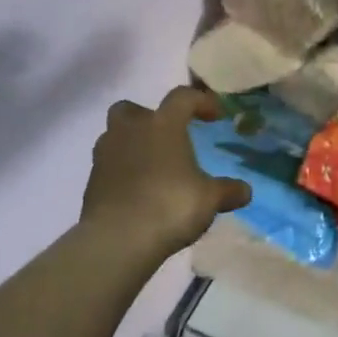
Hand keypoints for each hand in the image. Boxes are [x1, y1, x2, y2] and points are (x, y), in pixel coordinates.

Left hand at [81, 86, 250, 257]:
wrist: (118, 239)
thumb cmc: (170, 206)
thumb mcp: (209, 199)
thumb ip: (227, 191)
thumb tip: (245, 191)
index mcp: (162, 125)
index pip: (182, 97)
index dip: (200, 101)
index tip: (214, 116)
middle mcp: (130, 130)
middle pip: (132, 109)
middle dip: (148, 117)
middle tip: (166, 137)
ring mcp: (106, 155)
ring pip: (115, 136)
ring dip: (132, 145)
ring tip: (152, 167)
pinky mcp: (92, 181)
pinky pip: (109, 166)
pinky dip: (122, 172)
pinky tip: (137, 192)